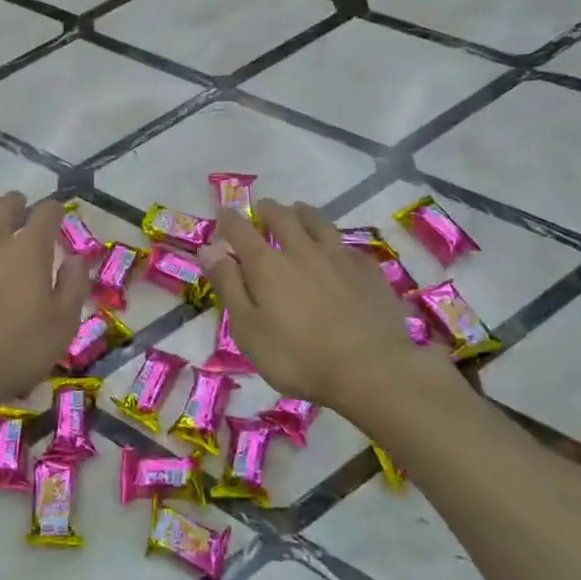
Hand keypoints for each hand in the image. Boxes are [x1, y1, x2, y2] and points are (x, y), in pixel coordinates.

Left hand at [0, 192, 86, 416]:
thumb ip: (73, 287)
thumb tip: (76, 260)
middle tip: (19, 206)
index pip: (46, 214)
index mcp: (29, 251)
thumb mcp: (63, 324)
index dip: (54, 210)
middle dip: (15, 203)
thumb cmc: (18, 350)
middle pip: (3, 207)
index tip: (57, 214)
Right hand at [202, 200, 467, 415]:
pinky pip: (348, 245)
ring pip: (318, 222)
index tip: (223, 214)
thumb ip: (228, 286)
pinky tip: (338, 249)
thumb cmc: (298, 357)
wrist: (372, 369)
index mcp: (267, 265)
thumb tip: (208, 249)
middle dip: (268, 209)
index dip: (229, 220)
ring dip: (303, 213)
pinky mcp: (369, 271)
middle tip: (262, 209)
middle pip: (283, 217)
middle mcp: (302, 250)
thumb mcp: (248, 329)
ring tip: (298, 211)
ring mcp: (339, 257)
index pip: (241, 231)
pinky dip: (336, 242)